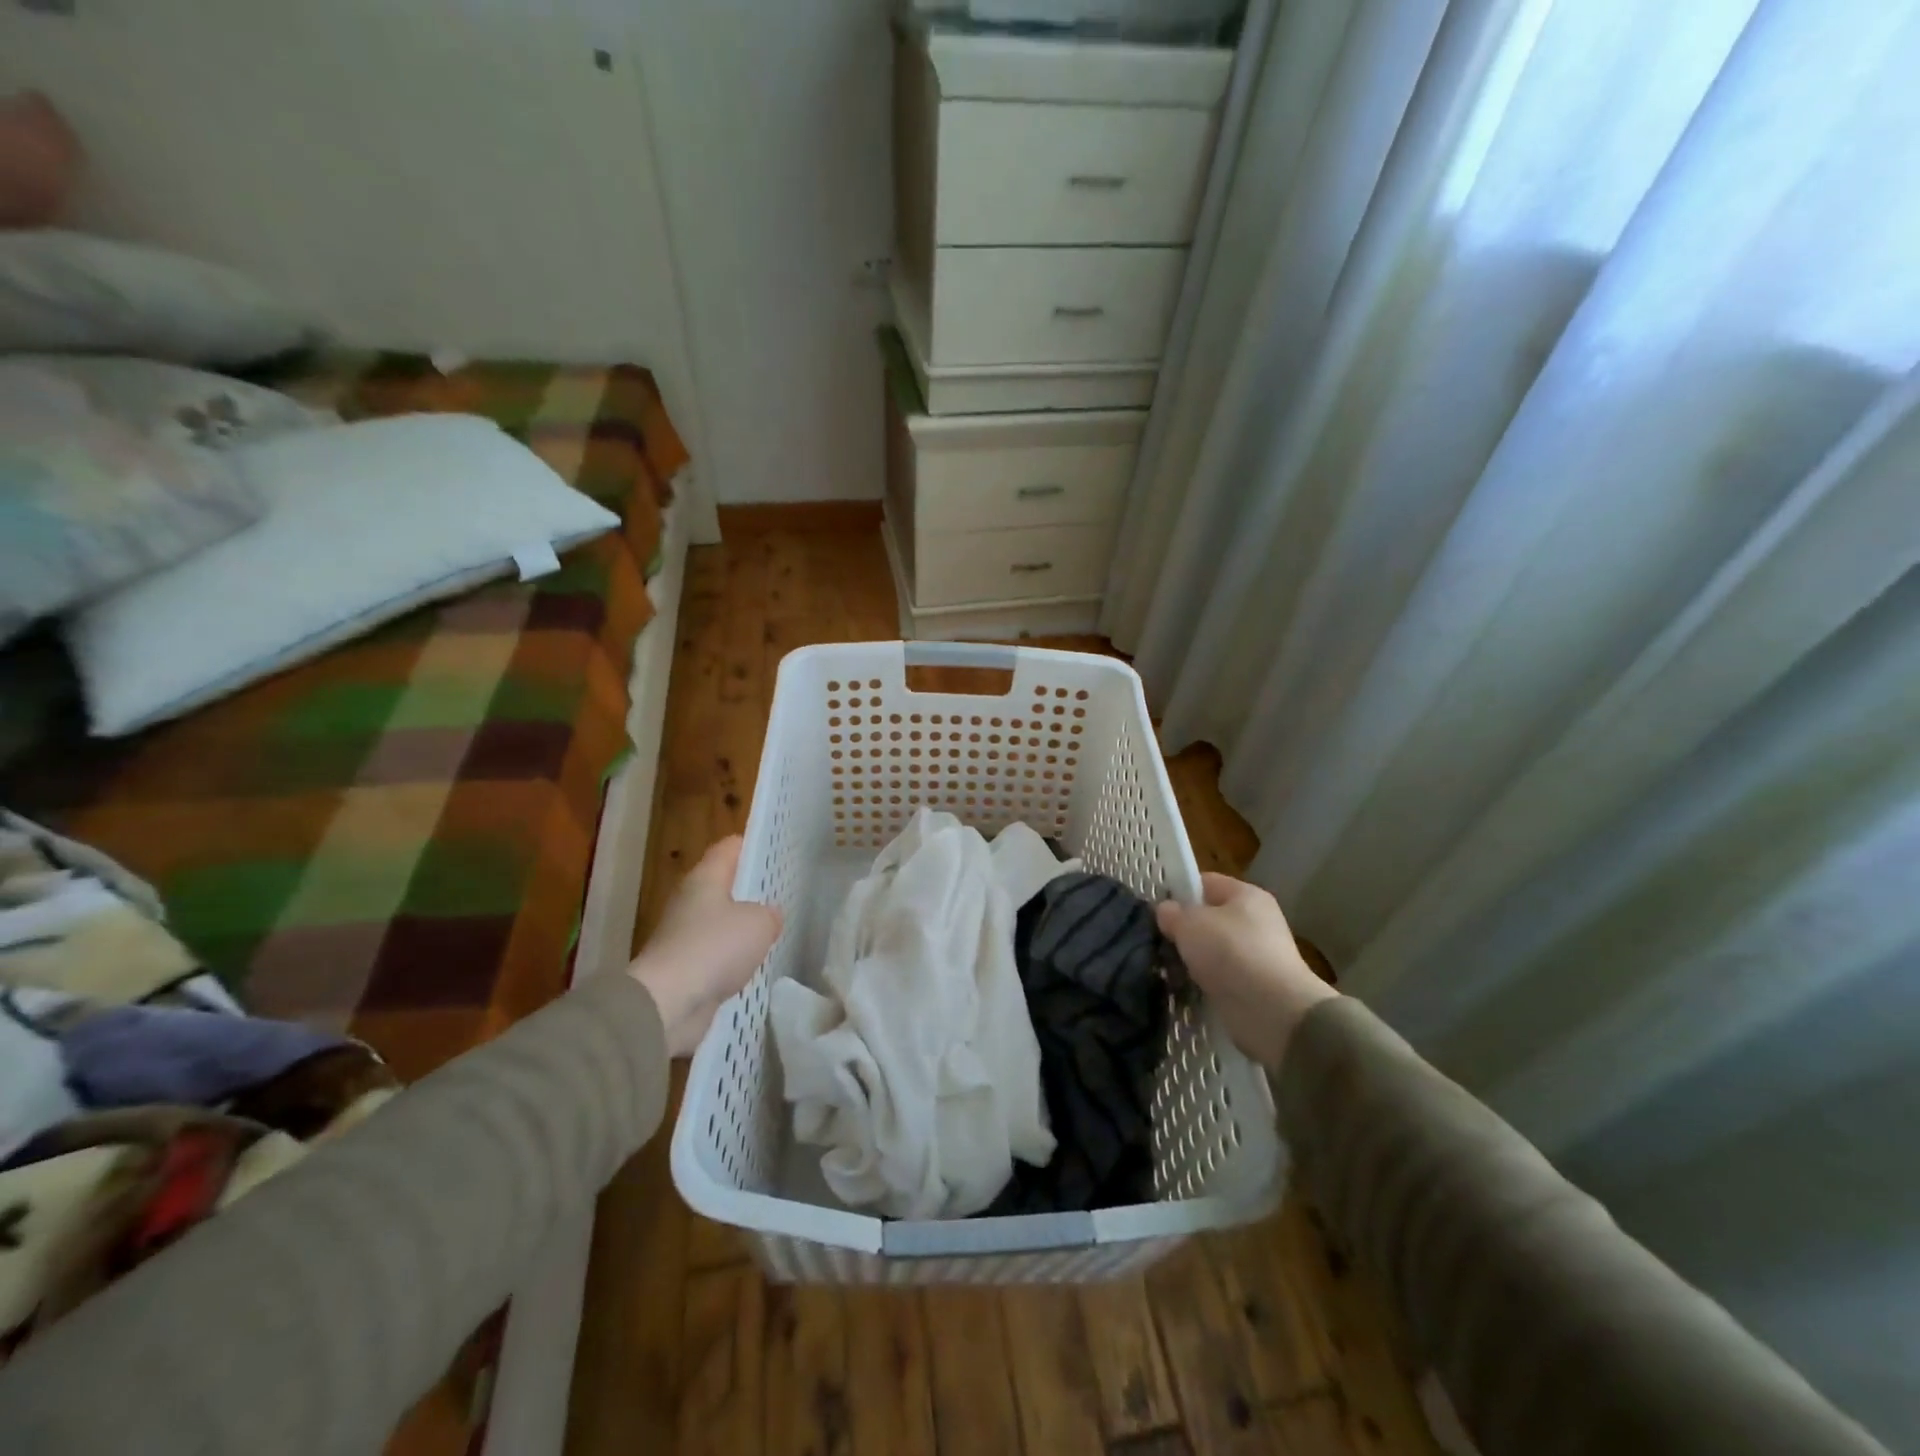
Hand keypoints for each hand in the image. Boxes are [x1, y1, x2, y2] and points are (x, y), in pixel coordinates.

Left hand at [628, 837, 781, 1056]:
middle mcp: (690, 902)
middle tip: (782, 893)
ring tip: (773, 932)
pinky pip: (715, 957)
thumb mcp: (758, 923)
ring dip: (741, 929)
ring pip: (720, 924)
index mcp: (704, 879)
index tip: (777, 850)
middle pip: (723, 886)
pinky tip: (753, 967)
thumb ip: (769, 914)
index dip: (752, 846)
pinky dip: (731, 961)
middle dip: (750, 890)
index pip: (729, 848)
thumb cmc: (714, 947)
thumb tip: (768, 916)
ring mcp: (684, 937)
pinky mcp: (684, 970)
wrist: (667, 1004)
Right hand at [1156, 873, 1337, 1071]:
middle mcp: (1255, 922)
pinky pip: (1218, 978)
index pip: (1205, 883)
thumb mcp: (1190, 923)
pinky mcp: (1253, 987)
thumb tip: (1166, 911)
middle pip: (1208, 919)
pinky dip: (1201, 983)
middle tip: (1157, 942)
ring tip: (1165, 969)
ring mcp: (1256, 956)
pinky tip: (1181, 989)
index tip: (1155, 909)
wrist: (1273, 1010)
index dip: (1179, 891)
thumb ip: (1172, 913)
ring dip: (1190, 960)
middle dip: (1182, 931)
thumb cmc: (1231, 952)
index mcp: (1246, 895)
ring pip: (1211, 951)